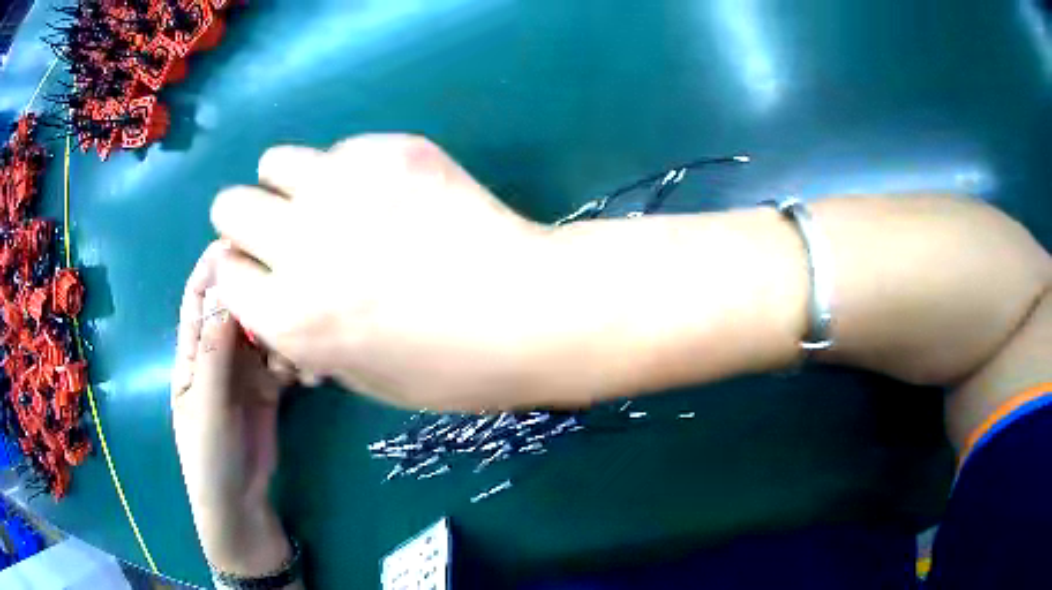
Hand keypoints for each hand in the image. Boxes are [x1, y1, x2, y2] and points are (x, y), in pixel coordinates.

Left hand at [172, 242, 291, 575]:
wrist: (239, 505)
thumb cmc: (209, 458)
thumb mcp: (206, 408)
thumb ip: (214, 356)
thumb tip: (227, 297)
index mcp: (191, 353)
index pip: (198, 298)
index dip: (214, 268)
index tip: (241, 242)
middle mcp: (218, 354)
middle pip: (237, 309)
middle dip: (258, 297)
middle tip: (286, 293)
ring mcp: (245, 373)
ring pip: (265, 333)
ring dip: (283, 332)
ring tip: (298, 354)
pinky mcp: (269, 391)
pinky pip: (284, 361)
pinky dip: (297, 360)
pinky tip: (310, 374)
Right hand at [209, 134, 613, 410]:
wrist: (530, 310)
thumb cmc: (451, 367)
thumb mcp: (360, 377)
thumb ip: (303, 333)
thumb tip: (278, 297)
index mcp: (288, 316)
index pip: (225, 273)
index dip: (243, 273)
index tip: (263, 272)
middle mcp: (299, 244)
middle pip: (230, 205)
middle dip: (247, 220)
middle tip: (285, 230)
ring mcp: (343, 186)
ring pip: (275, 161)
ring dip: (289, 184)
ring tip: (329, 202)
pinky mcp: (391, 150)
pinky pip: (342, 149)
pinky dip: (350, 169)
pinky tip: (391, 191)